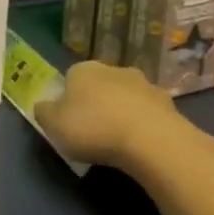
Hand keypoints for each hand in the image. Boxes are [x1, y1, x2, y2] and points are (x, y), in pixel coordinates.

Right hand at [33, 60, 204, 173]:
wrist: (151, 141)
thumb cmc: (93, 128)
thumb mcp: (53, 124)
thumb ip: (44, 112)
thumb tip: (44, 106)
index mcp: (83, 69)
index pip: (70, 78)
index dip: (67, 98)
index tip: (68, 120)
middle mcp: (115, 69)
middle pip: (100, 85)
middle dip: (97, 102)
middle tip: (93, 130)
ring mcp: (145, 85)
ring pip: (127, 97)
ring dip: (122, 112)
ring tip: (119, 141)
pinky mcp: (169, 104)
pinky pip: (148, 114)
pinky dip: (143, 125)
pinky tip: (140, 145)